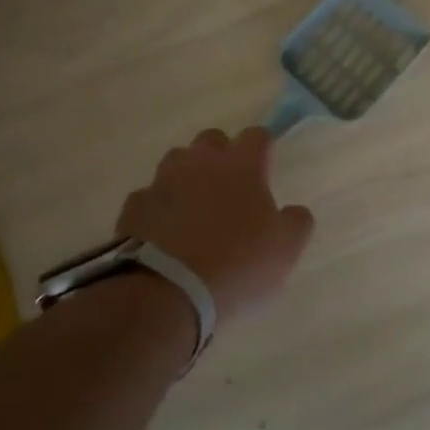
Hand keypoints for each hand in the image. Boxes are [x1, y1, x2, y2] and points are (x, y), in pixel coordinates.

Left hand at [116, 126, 314, 319]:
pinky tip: (164, 231)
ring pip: (176, 163)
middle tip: (230, 186)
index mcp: (241, 166)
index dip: (263, 147)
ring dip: (187, 177)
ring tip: (195, 207)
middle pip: (211, 140)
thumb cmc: (236, 264)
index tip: (266, 166)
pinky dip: (158, 208)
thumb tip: (294, 211)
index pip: (256, 136)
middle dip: (221, 155)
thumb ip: (296, 222)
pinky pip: (148, 197)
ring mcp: (162, 183)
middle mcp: (200, 164)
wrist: (164, 293)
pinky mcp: (133, 209)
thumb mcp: (285, 248)